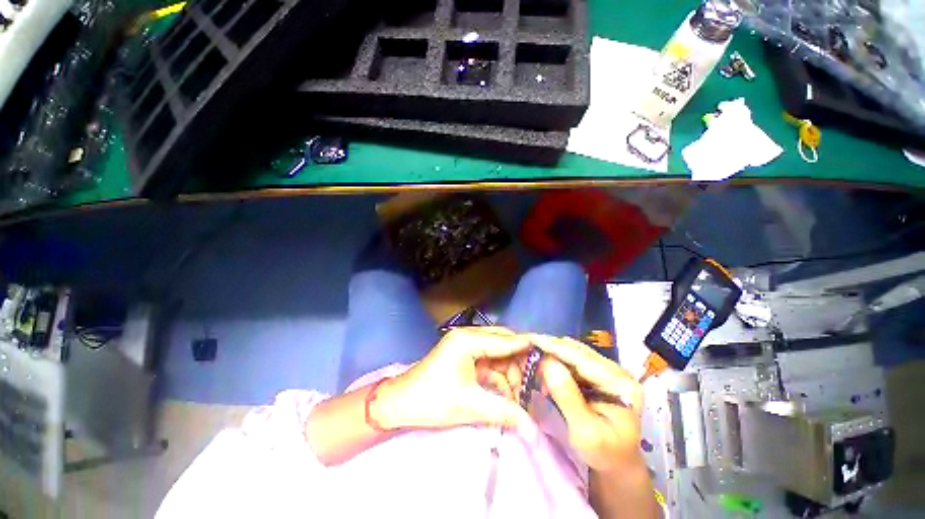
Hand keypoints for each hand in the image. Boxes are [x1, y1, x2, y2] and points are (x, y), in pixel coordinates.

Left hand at [374, 327, 532, 430]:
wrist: (399, 404)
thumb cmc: (432, 400)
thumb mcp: (470, 405)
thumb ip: (505, 412)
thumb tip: (535, 431)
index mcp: (468, 340)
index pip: (506, 340)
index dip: (528, 349)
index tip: (551, 358)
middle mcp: (469, 336)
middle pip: (504, 344)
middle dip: (520, 364)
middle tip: (539, 382)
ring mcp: (466, 345)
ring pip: (498, 355)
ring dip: (510, 374)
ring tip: (523, 396)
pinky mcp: (464, 357)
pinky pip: (489, 363)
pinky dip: (499, 378)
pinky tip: (508, 395)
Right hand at [528, 334, 644, 472]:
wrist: (616, 464)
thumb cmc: (604, 454)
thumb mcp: (585, 432)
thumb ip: (568, 397)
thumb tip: (547, 363)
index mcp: (621, 385)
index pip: (582, 359)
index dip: (554, 347)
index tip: (530, 338)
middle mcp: (616, 371)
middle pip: (577, 350)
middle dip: (550, 346)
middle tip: (525, 344)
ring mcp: (607, 370)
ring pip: (573, 351)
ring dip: (551, 351)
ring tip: (530, 352)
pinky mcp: (597, 373)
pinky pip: (572, 359)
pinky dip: (555, 358)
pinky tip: (542, 362)